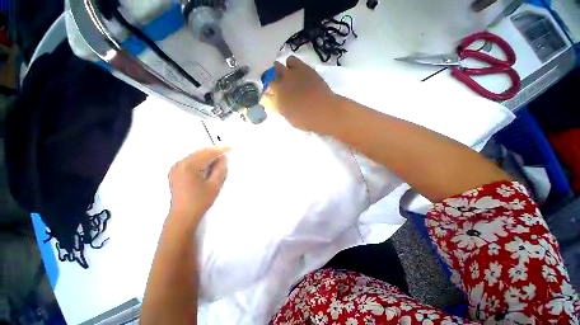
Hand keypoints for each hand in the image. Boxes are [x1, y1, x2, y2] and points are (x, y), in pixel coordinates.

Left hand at [168, 147, 229, 225]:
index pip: (208, 153)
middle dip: (214, 151)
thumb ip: (220, 168)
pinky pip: (190, 160)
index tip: (231, 146)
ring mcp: (176, 167)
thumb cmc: (200, 201)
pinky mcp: (175, 171)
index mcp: (189, 166)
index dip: (220, 149)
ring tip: (219, 159)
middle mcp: (180, 163)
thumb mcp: (215, 185)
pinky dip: (201, 160)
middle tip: (226, 152)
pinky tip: (208, 165)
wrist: (183, 215)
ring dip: (208, 155)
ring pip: (195, 155)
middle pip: (201, 152)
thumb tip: (223, 157)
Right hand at [261, 56, 338, 133]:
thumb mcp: (289, 118)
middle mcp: (280, 84)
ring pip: (278, 65)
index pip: (265, 92)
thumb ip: (280, 108)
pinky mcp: (303, 68)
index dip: (266, 92)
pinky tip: (295, 70)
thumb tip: (275, 102)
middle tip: (276, 84)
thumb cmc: (306, 120)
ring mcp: (291, 75)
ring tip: (286, 76)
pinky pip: (292, 60)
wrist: (324, 111)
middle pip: (269, 76)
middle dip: (270, 79)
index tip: (269, 95)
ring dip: (279, 70)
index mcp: (276, 99)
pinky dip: (291, 64)